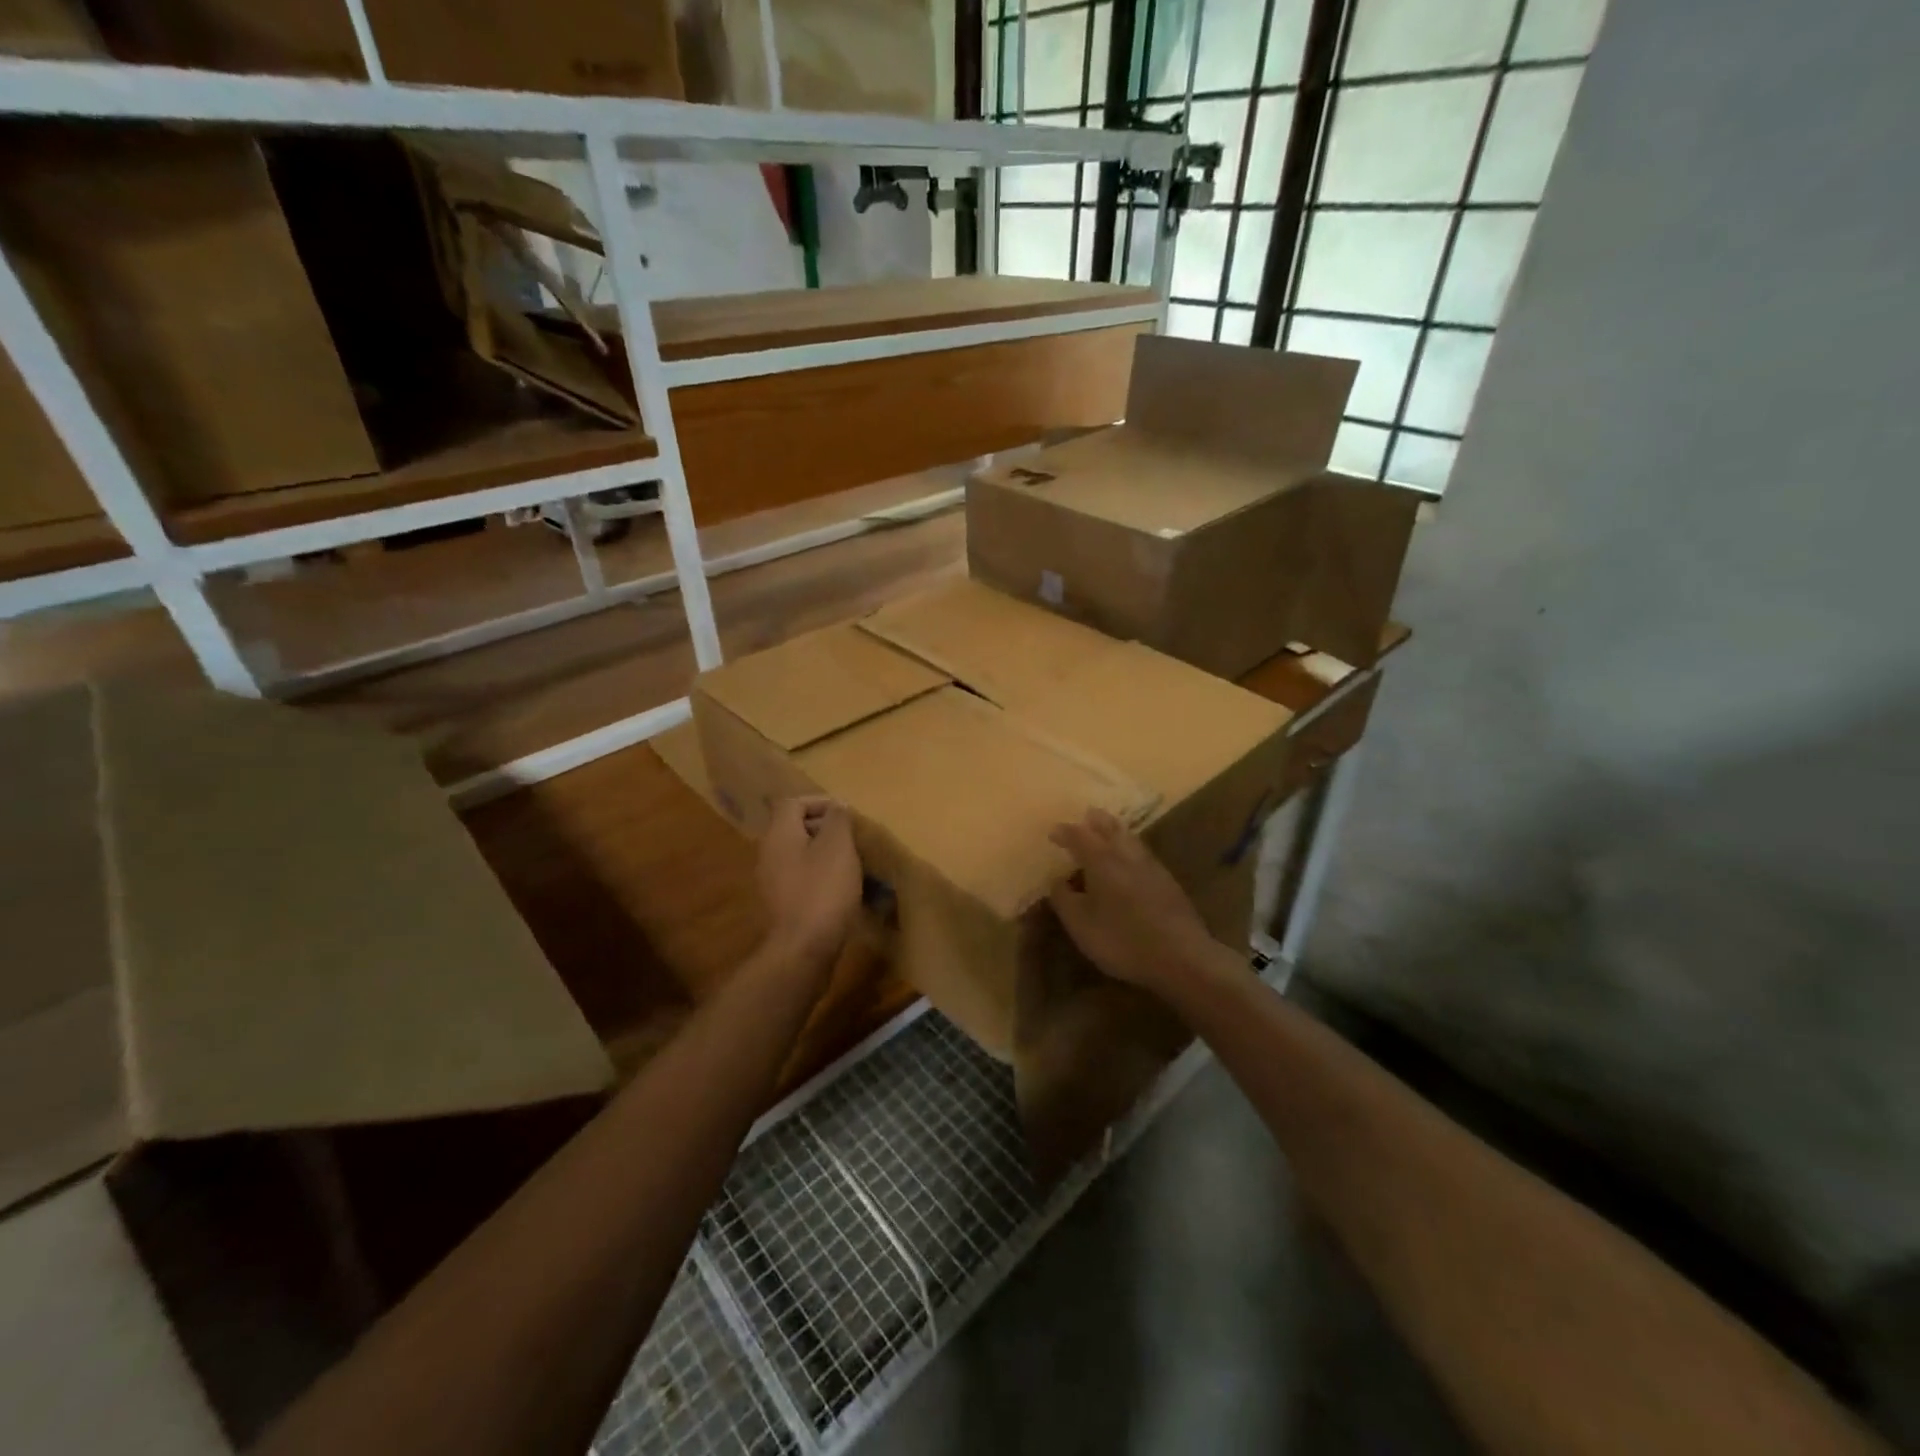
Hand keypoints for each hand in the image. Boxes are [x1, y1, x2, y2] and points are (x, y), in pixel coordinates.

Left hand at [757, 797, 862, 966]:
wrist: (803, 949)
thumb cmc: (823, 890)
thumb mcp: (838, 846)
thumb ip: (838, 819)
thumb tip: (837, 806)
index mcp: (779, 834)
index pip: (793, 803)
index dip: (820, 802)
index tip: (846, 814)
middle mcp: (769, 854)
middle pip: (795, 829)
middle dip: (826, 829)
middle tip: (853, 838)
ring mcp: (772, 882)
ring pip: (800, 855)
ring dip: (826, 854)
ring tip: (853, 864)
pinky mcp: (782, 905)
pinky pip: (802, 879)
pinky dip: (821, 877)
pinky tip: (842, 890)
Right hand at [1049, 809, 1221, 993]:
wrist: (1181, 957)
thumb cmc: (1122, 940)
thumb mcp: (1080, 924)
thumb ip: (1064, 899)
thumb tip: (1057, 880)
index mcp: (1102, 860)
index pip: (1079, 836)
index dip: (1065, 832)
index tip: (1053, 833)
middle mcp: (1127, 855)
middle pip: (1110, 827)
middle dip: (1096, 821)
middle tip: (1085, 817)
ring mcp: (1152, 867)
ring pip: (1130, 838)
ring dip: (1115, 831)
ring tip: (1107, 832)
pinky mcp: (1168, 882)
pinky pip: (1143, 853)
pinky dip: (1130, 848)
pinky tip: (1130, 861)